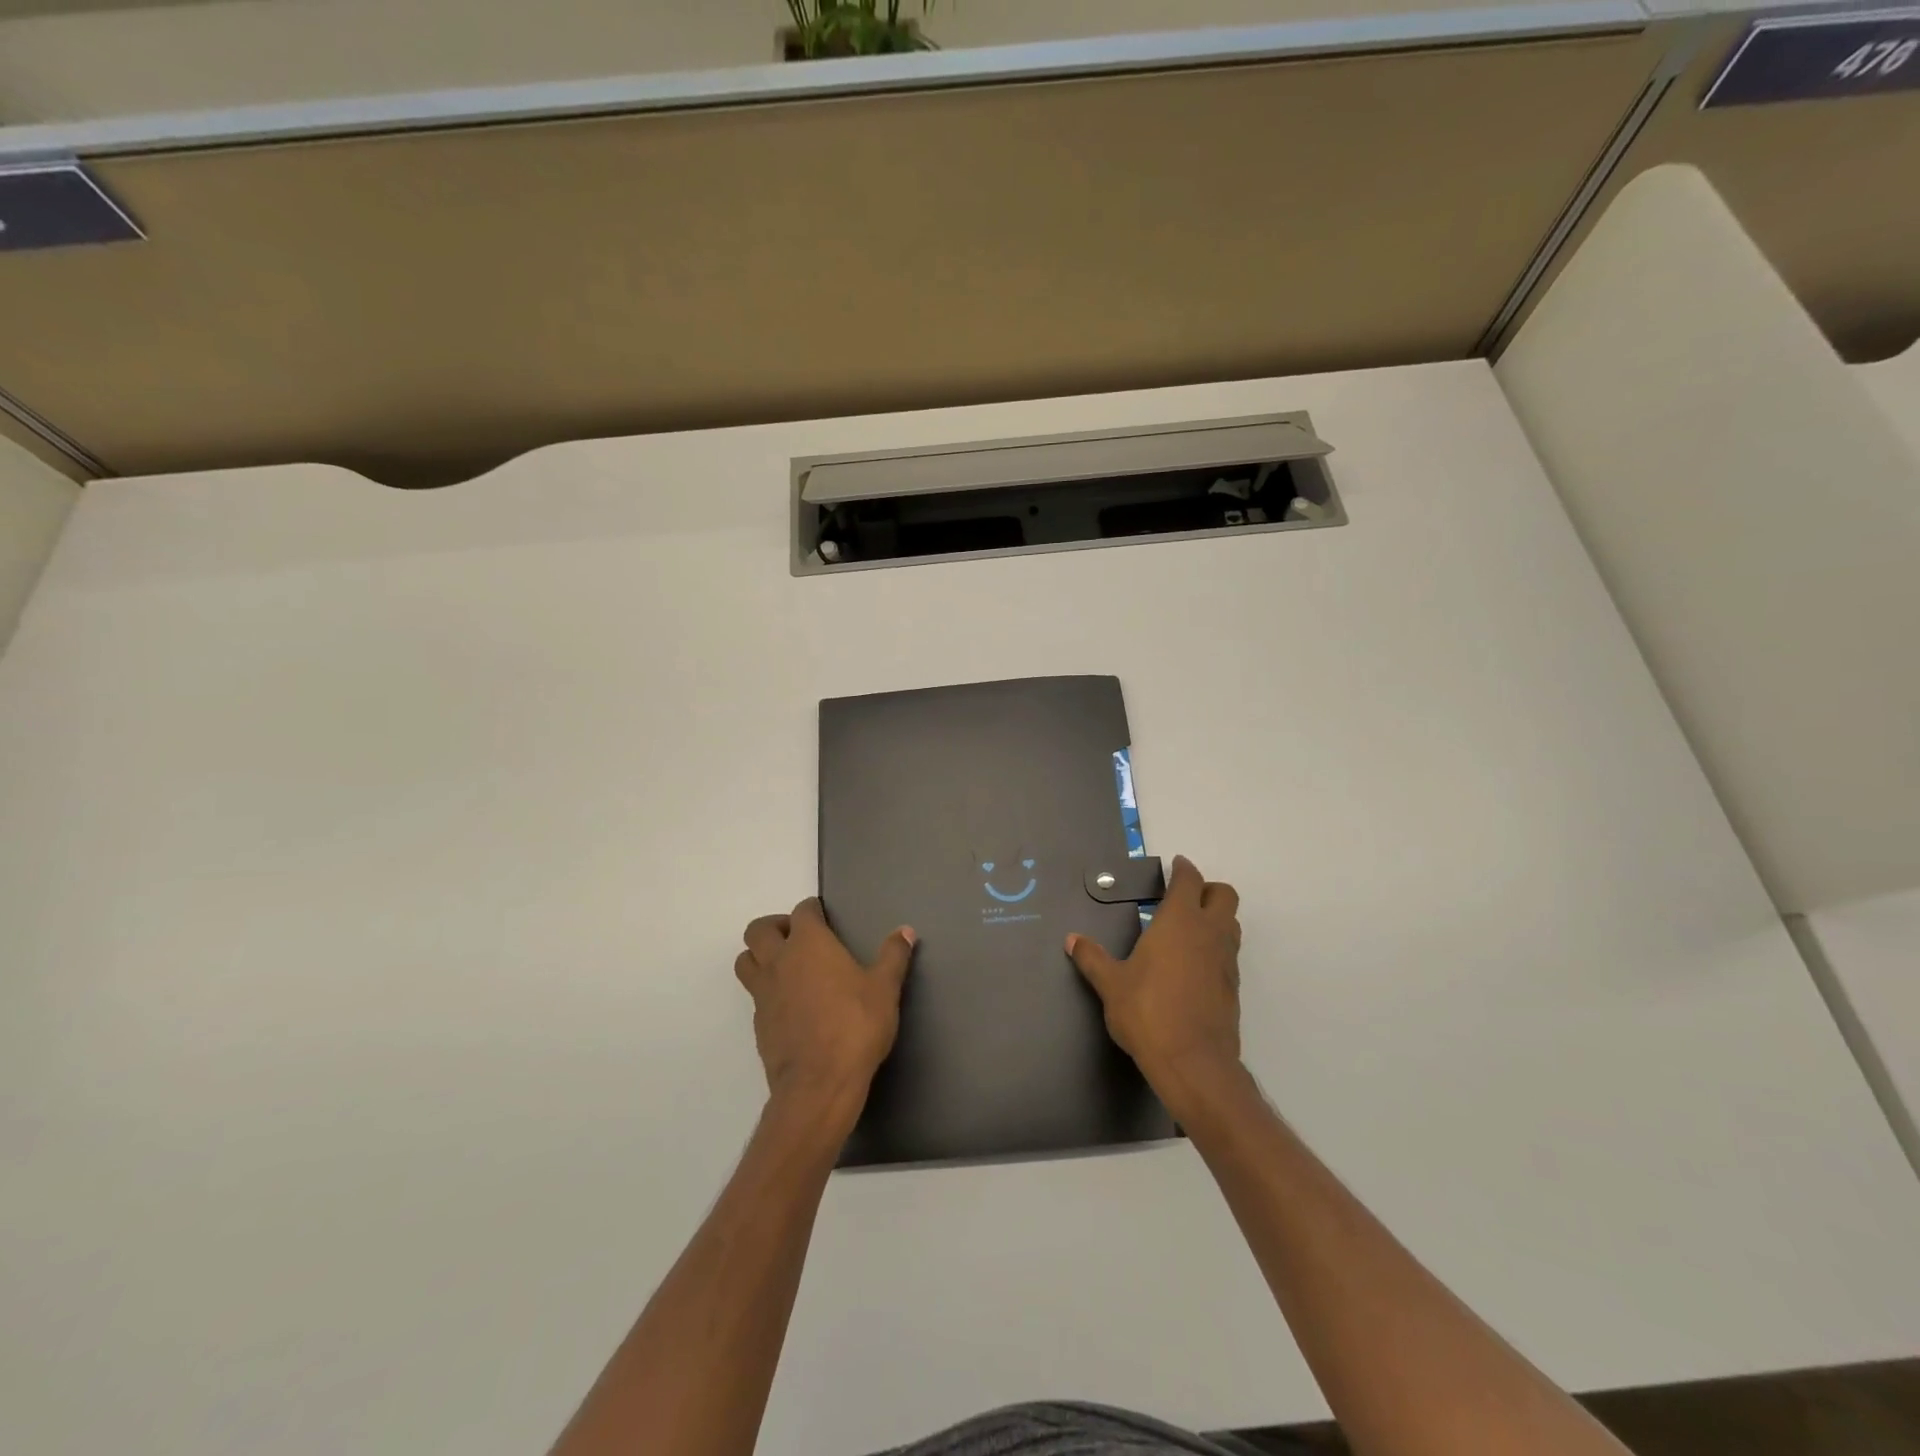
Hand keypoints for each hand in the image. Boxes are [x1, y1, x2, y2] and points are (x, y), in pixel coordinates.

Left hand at [735, 899, 915, 1118]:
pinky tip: (790, 1004)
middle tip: (797, 937)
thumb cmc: (856, 1026)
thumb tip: (905, 931)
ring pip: (746, 961)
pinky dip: (766, 990)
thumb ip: (893, 956)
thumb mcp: (885, 989)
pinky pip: (755, 996)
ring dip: (759, 956)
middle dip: (774, 927)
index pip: (802, 911)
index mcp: (809, 944)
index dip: (812, 910)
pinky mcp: (759, 1024)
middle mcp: (779, 961)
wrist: (819, 1084)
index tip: (823, 915)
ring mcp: (764, 994)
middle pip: (759, 930)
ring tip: (785, 966)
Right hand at [1067, 855, 1241, 1096]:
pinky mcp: (1233, 987)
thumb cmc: (1147, 1012)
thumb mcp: (1111, 984)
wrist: (1193, 1063)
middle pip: (1224, 894)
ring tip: (1188, 929)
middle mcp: (1209, 932)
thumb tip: (1072, 940)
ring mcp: (1226, 960)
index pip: (1190, 880)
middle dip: (1207, 889)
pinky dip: (1216, 948)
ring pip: (1231, 923)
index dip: (1183, 870)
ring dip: (1216, 918)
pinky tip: (1193, 965)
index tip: (1175, 866)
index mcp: (1180, 921)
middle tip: (1184, 897)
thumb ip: (1092, 958)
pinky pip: (1229, 953)